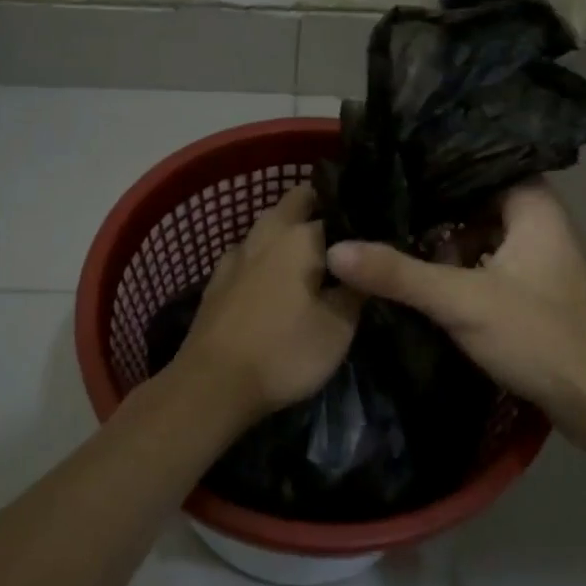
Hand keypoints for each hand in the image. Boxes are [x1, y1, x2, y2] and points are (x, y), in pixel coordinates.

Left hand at [175, 185, 362, 423]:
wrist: (213, 383)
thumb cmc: (285, 351)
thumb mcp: (339, 327)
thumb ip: (356, 290)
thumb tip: (366, 266)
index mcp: (300, 238)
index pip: (337, 212)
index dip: (357, 222)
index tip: (373, 233)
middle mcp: (266, 234)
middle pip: (294, 202)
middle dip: (317, 207)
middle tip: (343, 236)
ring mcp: (236, 256)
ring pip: (267, 226)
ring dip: (287, 231)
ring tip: (311, 256)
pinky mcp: (217, 280)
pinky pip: (248, 254)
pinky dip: (264, 257)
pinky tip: (272, 278)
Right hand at [326, 181, 585, 442]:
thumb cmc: (540, 336)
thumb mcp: (462, 301)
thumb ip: (398, 273)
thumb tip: (335, 250)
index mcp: (533, 206)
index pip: (477, 164)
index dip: (434, 166)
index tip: (388, 168)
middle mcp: (538, 223)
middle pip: (473, 201)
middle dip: (430, 209)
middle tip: (379, 206)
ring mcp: (536, 258)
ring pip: (477, 235)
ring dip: (442, 243)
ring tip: (390, 239)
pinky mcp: (531, 291)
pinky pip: (484, 263)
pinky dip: (456, 269)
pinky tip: (422, 278)